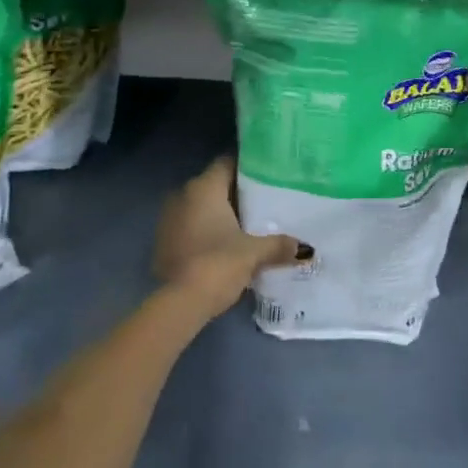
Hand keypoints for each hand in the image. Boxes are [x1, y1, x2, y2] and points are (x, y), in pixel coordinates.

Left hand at [152, 156, 307, 319]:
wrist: (179, 305)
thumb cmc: (218, 263)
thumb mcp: (254, 253)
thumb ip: (279, 245)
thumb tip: (305, 249)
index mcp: (204, 187)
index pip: (227, 162)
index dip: (247, 167)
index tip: (268, 175)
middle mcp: (182, 195)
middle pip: (214, 185)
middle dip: (236, 193)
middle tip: (264, 201)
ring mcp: (168, 219)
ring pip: (199, 207)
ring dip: (218, 214)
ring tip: (247, 224)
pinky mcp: (162, 243)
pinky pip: (189, 227)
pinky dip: (204, 231)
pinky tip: (224, 244)